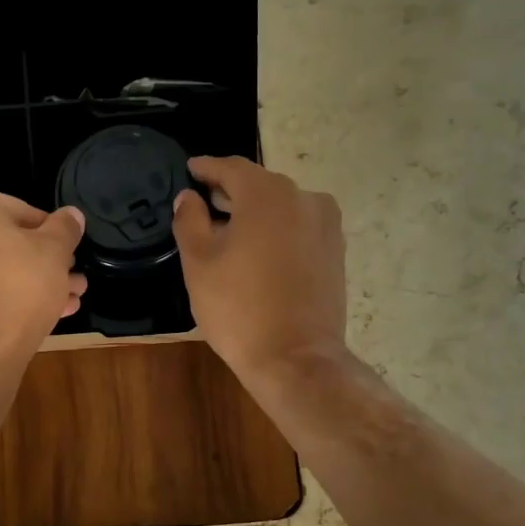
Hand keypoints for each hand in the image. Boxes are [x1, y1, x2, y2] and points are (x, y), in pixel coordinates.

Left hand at [0, 185, 86, 367]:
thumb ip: (65, 228)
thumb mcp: (55, 252)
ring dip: (30, 282)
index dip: (53, 235)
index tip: (70, 256)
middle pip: (4, 241)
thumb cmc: (19, 288)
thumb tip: (72, 215)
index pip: (22, 210)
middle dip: (43, 263)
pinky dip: (3, 297)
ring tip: (67, 302)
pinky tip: (41, 316)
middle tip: (72, 281)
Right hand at [172, 156, 346, 381]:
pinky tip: (258, 253)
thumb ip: (190, 221)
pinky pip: (298, 228)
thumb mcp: (199, 263)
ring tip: (230, 233)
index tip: (191, 169)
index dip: (207, 168)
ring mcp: (325, 226)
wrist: (294, 357)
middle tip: (204, 204)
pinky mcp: (335, 252)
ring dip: (255, 213)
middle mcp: (303, 199)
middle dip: (231, 193)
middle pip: (260, 185)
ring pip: (282, 207)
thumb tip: (189, 198)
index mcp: (267, 195)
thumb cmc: (238, 308)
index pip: (232, 168)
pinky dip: (276, 231)